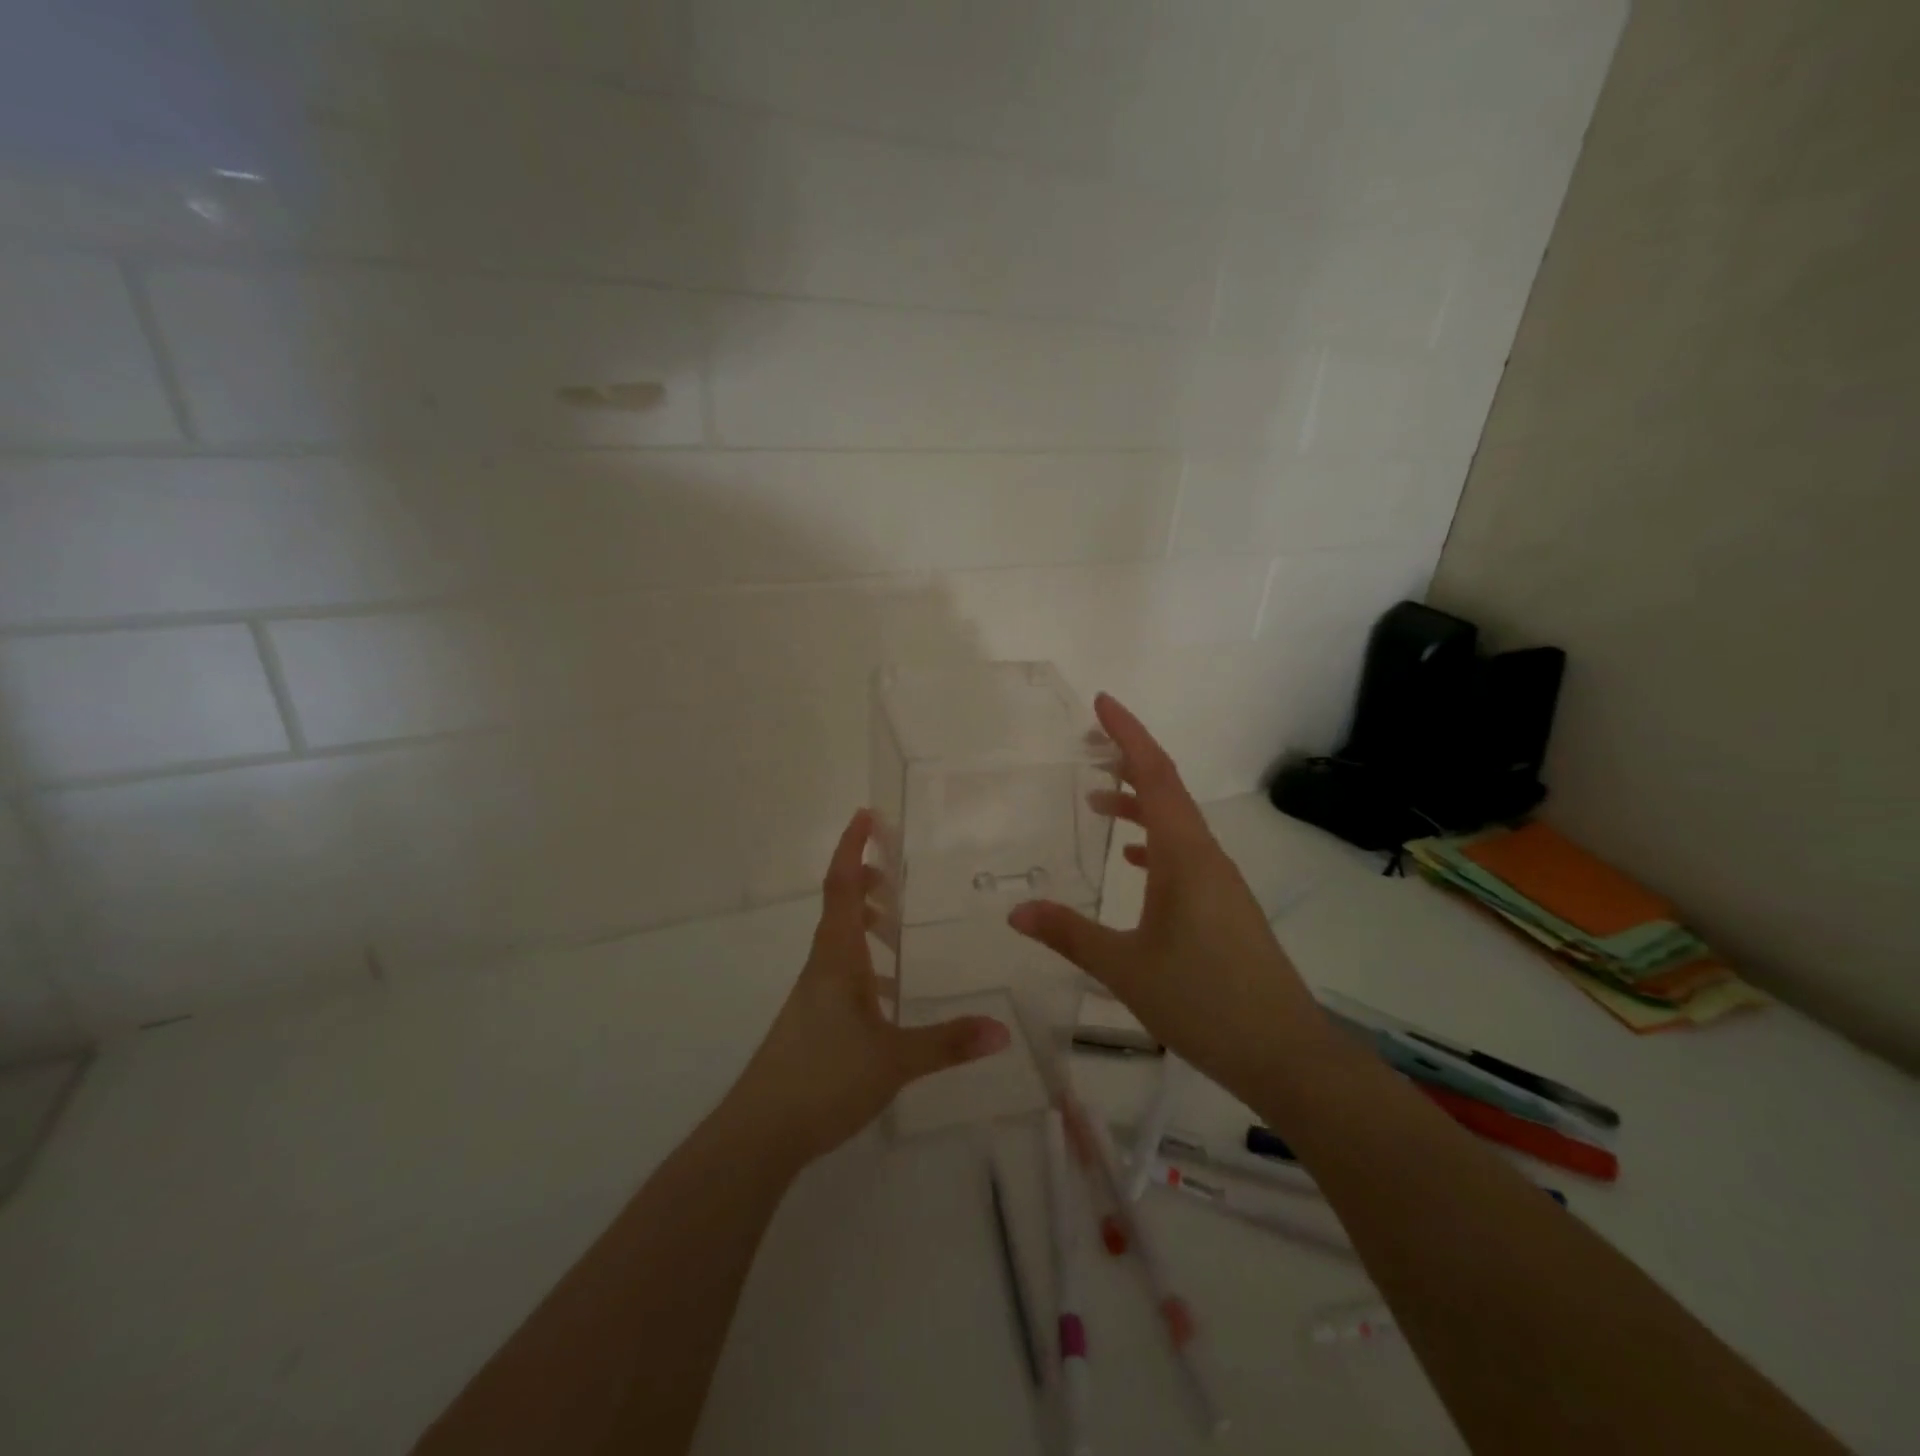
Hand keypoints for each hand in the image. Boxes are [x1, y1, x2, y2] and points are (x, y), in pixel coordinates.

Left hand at [729, 810, 1010, 1164]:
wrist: (760, 1132)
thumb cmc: (823, 1078)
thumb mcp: (894, 1060)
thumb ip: (947, 1043)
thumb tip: (1003, 1030)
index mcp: (837, 958)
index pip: (840, 887)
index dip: (851, 848)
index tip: (866, 815)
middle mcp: (822, 966)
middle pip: (839, 908)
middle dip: (864, 880)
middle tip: (896, 869)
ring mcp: (814, 994)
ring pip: (840, 941)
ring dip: (864, 921)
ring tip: (898, 923)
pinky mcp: (813, 1020)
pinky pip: (841, 973)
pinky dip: (865, 963)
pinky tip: (889, 992)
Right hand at [1008, 694, 1328, 1097]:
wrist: (1285, 1054)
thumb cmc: (1204, 1002)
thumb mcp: (1125, 968)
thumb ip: (1069, 934)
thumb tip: (1016, 910)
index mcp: (1184, 856)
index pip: (1156, 775)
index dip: (1129, 734)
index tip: (1101, 702)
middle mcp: (1206, 857)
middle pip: (1167, 789)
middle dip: (1129, 759)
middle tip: (1087, 743)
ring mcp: (1219, 881)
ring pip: (1176, 823)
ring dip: (1140, 803)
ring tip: (1098, 801)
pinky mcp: (1224, 906)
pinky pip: (1184, 854)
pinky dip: (1154, 842)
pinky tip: (1131, 861)